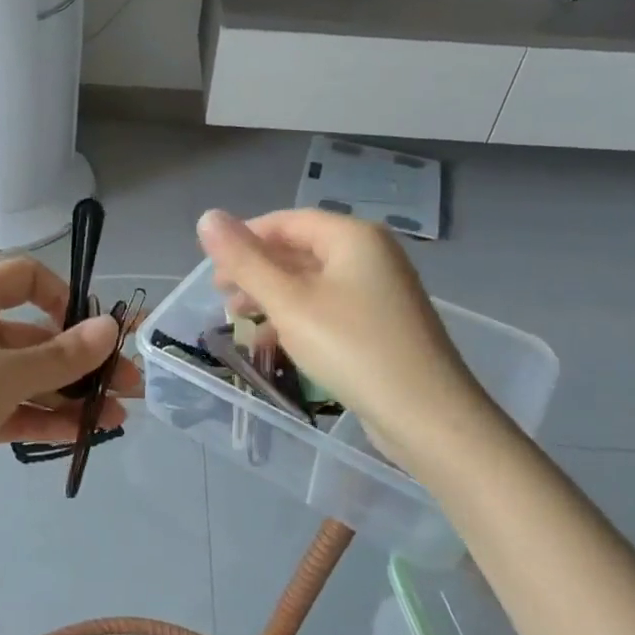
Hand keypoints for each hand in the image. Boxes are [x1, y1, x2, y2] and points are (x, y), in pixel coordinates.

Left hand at [0, 256, 141, 532]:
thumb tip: (110, 328)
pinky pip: (12, 410)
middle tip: (130, 385)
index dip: (63, 296)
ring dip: (71, 395)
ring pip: (28, 378)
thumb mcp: (4, 372)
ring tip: (118, 417)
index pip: (24, 278)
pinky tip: (85, 435)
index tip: (92, 329)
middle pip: (35, 336)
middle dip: (82, 359)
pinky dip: (45, 420)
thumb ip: (62, 355)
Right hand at [196, 208, 507, 478]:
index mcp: (352, 237)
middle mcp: (369, 254)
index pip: (286, 221)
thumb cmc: (352, 348)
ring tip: (239, 319)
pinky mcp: (381, 323)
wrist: (428, 416)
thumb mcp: (288, 302)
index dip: (244, 238)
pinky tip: (273, 341)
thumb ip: (245, 260)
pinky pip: (328, 306)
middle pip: (298, 249)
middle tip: (221, 297)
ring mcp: (379, 290)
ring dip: (271, 296)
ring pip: (311, 281)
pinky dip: (296, 316)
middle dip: (256, 271)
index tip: (211, 268)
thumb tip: (207, 217)